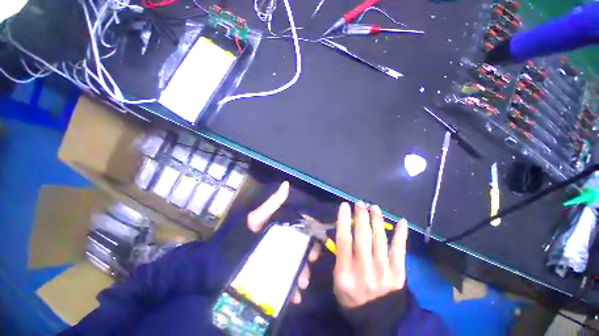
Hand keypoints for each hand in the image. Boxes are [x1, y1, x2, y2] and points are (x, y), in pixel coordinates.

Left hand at [246, 181, 319, 303]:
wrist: (217, 262)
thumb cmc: (240, 236)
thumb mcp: (256, 219)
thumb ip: (272, 204)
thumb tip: (286, 184)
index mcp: (280, 229)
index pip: (301, 230)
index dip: (311, 237)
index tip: (314, 248)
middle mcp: (281, 243)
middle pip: (300, 250)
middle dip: (307, 260)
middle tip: (308, 271)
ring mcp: (275, 260)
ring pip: (295, 267)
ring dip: (301, 276)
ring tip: (300, 286)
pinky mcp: (270, 275)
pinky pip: (285, 282)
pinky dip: (291, 290)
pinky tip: (293, 297)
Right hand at [333, 201, 407, 308]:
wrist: (377, 320)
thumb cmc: (352, 298)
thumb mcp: (337, 280)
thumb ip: (339, 257)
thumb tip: (344, 232)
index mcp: (346, 272)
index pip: (344, 240)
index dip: (344, 220)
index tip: (345, 206)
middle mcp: (364, 269)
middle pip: (362, 236)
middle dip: (361, 216)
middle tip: (360, 203)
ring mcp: (383, 272)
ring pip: (380, 239)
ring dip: (377, 220)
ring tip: (374, 207)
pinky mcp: (399, 274)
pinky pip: (400, 250)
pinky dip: (401, 235)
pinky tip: (402, 221)